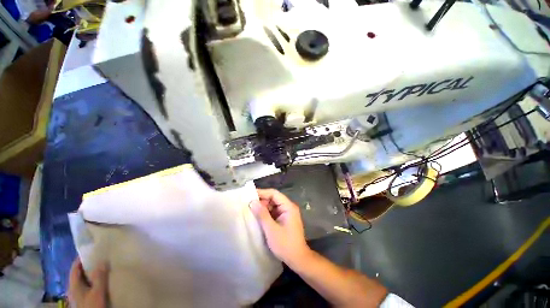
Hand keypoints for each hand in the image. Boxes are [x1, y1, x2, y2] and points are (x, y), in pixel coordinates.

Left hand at [68, 258, 107, 307]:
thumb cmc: (92, 305)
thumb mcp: (97, 292)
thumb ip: (99, 276)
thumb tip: (103, 260)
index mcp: (73, 284)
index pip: (75, 266)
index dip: (82, 257)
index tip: (93, 249)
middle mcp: (74, 287)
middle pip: (80, 273)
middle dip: (90, 264)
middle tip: (102, 257)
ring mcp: (79, 294)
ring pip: (85, 279)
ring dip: (93, 273)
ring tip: (105, 267)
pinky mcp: (85, 298)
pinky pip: (89, 285)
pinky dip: (95, 280)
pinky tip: (103, 280)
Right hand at [251, 189, 310, 264]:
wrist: (298, 259)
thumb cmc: (285, 244)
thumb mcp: (271, 230)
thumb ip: (262, 214)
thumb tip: (252, 202)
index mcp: (288, 206)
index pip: (274, 194)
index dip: (262, 192)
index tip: (250, 194)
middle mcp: (288, 207)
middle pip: (273, 198)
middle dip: (262, 200)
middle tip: (248, 203)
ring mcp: (287, 213)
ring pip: (273, 205)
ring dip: (263, 207)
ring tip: (250, 209)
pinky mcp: (284, 219)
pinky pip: (274, 212)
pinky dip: (266, 213)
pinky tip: (257, 216)